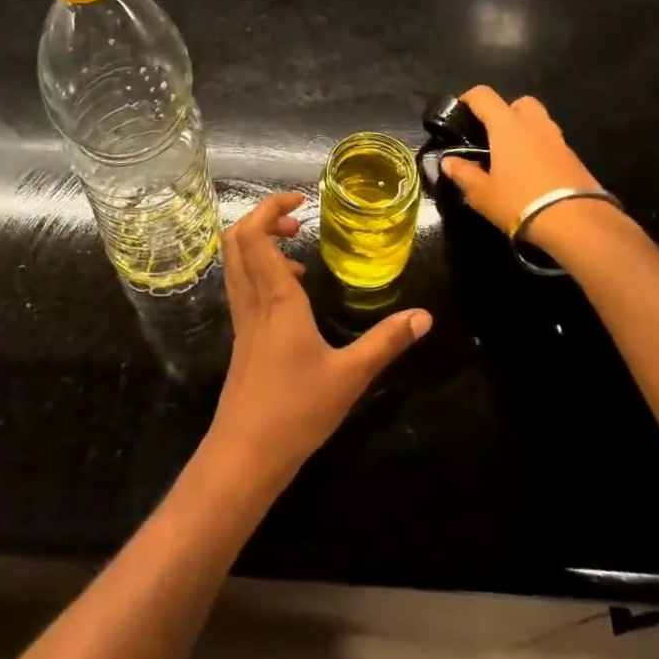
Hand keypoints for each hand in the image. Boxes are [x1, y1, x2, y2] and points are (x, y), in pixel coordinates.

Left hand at [202, 192, 430, 498]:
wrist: (245, 456)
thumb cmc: (297, 410)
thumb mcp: (350, 375)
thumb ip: (387, 342)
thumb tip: (424, 316)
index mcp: (276, 298)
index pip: (254, 235)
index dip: (270, 208)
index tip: (300, 202)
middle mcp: (252, 300)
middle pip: (235, 240)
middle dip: (261, 219)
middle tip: (297, 223)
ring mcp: (242, 319)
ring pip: (234, 263)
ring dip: (258, 244)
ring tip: (298, 253)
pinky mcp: (242, 338)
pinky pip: (242, 286)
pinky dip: (260, 271)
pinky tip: (292, 295)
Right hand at [438, 87, 622, 254]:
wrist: (577, 223)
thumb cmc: (520, 201)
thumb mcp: (482, 193)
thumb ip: (463, 173)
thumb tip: (448, 161)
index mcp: (507, 125)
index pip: (484, 96)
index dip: (468, 98)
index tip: (459, 112)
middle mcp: (534, 124)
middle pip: (519, 102)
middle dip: (505, 111)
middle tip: (492, 134)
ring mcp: (558, 139)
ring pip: (539, 121)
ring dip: (525, 131)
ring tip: (511, 156)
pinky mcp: (575, 158)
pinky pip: (552, 143)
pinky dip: (540, 149)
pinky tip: (532, 173)